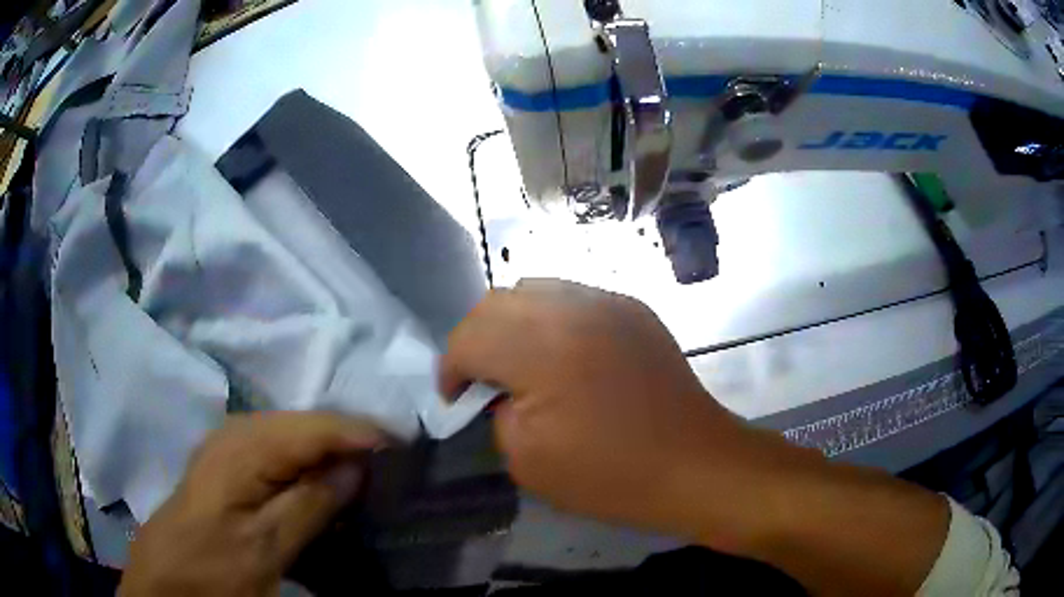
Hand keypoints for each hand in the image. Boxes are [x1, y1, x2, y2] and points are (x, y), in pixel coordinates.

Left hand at [119, 413, 385, 596]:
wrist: (167, 577)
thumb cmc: (214, 567)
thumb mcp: (265, 548)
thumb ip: (309, 504)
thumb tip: (355, 467)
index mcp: (243, 449)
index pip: (313, 427)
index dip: (358, 432)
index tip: (403, 445)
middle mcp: (235, 433)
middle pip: (303, 422)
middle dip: (347, 436)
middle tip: (389, 459)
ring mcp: (228, 445)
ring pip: (290, 433)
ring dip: (328, 447)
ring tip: (363, 465)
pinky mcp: (227, 462)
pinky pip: (275, 448)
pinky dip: (304, 458)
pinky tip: (318, 475)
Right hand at [440, 280, 808, 545]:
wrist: (693, 463)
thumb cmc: (610, 475)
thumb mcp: (527, 458)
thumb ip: (497, 411)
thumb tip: (497, 388)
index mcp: (544, 349)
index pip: (469, 337)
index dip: (451, 368)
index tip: (457, 399)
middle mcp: (573, 308)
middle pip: (496, 303)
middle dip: (476, 340)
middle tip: (483, 380)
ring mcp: (608, 301)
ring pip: (533, 290)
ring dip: (512, 324)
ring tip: (521, 362)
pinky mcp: (633, 307)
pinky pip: (573, 298)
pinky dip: (551, 320)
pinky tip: (564, 355)